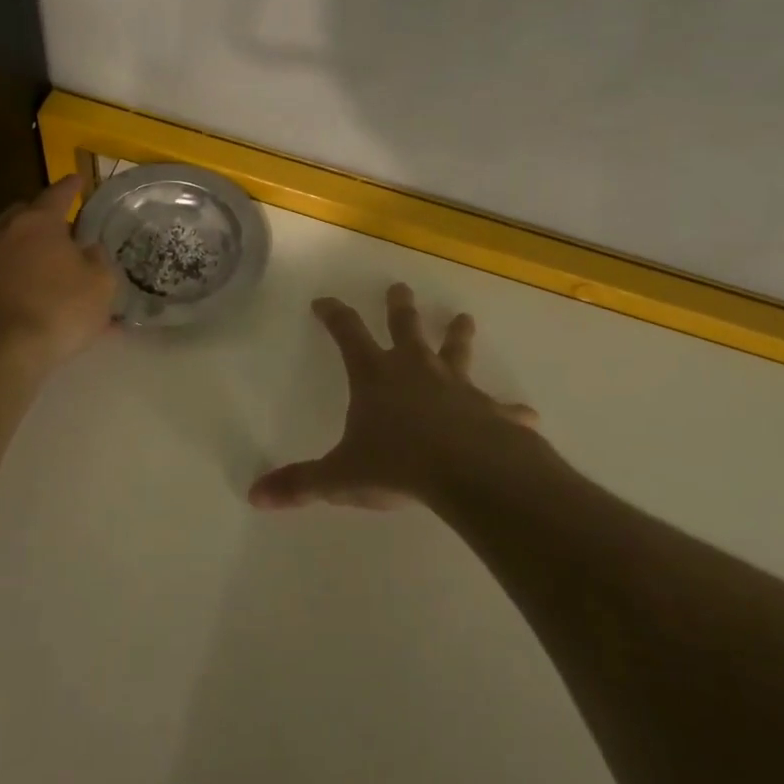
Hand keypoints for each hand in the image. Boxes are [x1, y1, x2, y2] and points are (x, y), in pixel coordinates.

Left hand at [0, 176, 114, 377]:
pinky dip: (25, 276)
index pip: (57, 193)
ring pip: (13, 244)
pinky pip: (9, 274)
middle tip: (65, 224)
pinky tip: (46, 297)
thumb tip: (89, 250)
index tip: (80, 179)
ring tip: (56, 263)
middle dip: (44, 215)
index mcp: (38, 222)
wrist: (4, 354)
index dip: (72, 186)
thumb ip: (98, 259)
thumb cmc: (61, 308)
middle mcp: (7, 234)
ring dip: (33, 248)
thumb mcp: (101, 282)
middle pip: (25, 213)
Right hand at [249, 282, 539, 510]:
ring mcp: (455, 386)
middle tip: (399, 287)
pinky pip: (500, 407)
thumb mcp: (341, 477)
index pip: (347, 333)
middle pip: (405, 327)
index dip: (334, 315)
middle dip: (399, 307)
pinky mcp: (489, 410)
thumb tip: (256, 495)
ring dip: (458, 335)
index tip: (324, 300)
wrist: (467, 472)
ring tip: (464, 318)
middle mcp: (414, 370)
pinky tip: (527, 413)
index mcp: (375, 376)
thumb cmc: (397, 465)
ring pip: (455, 351)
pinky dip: (511, 410)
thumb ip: (301, 484)